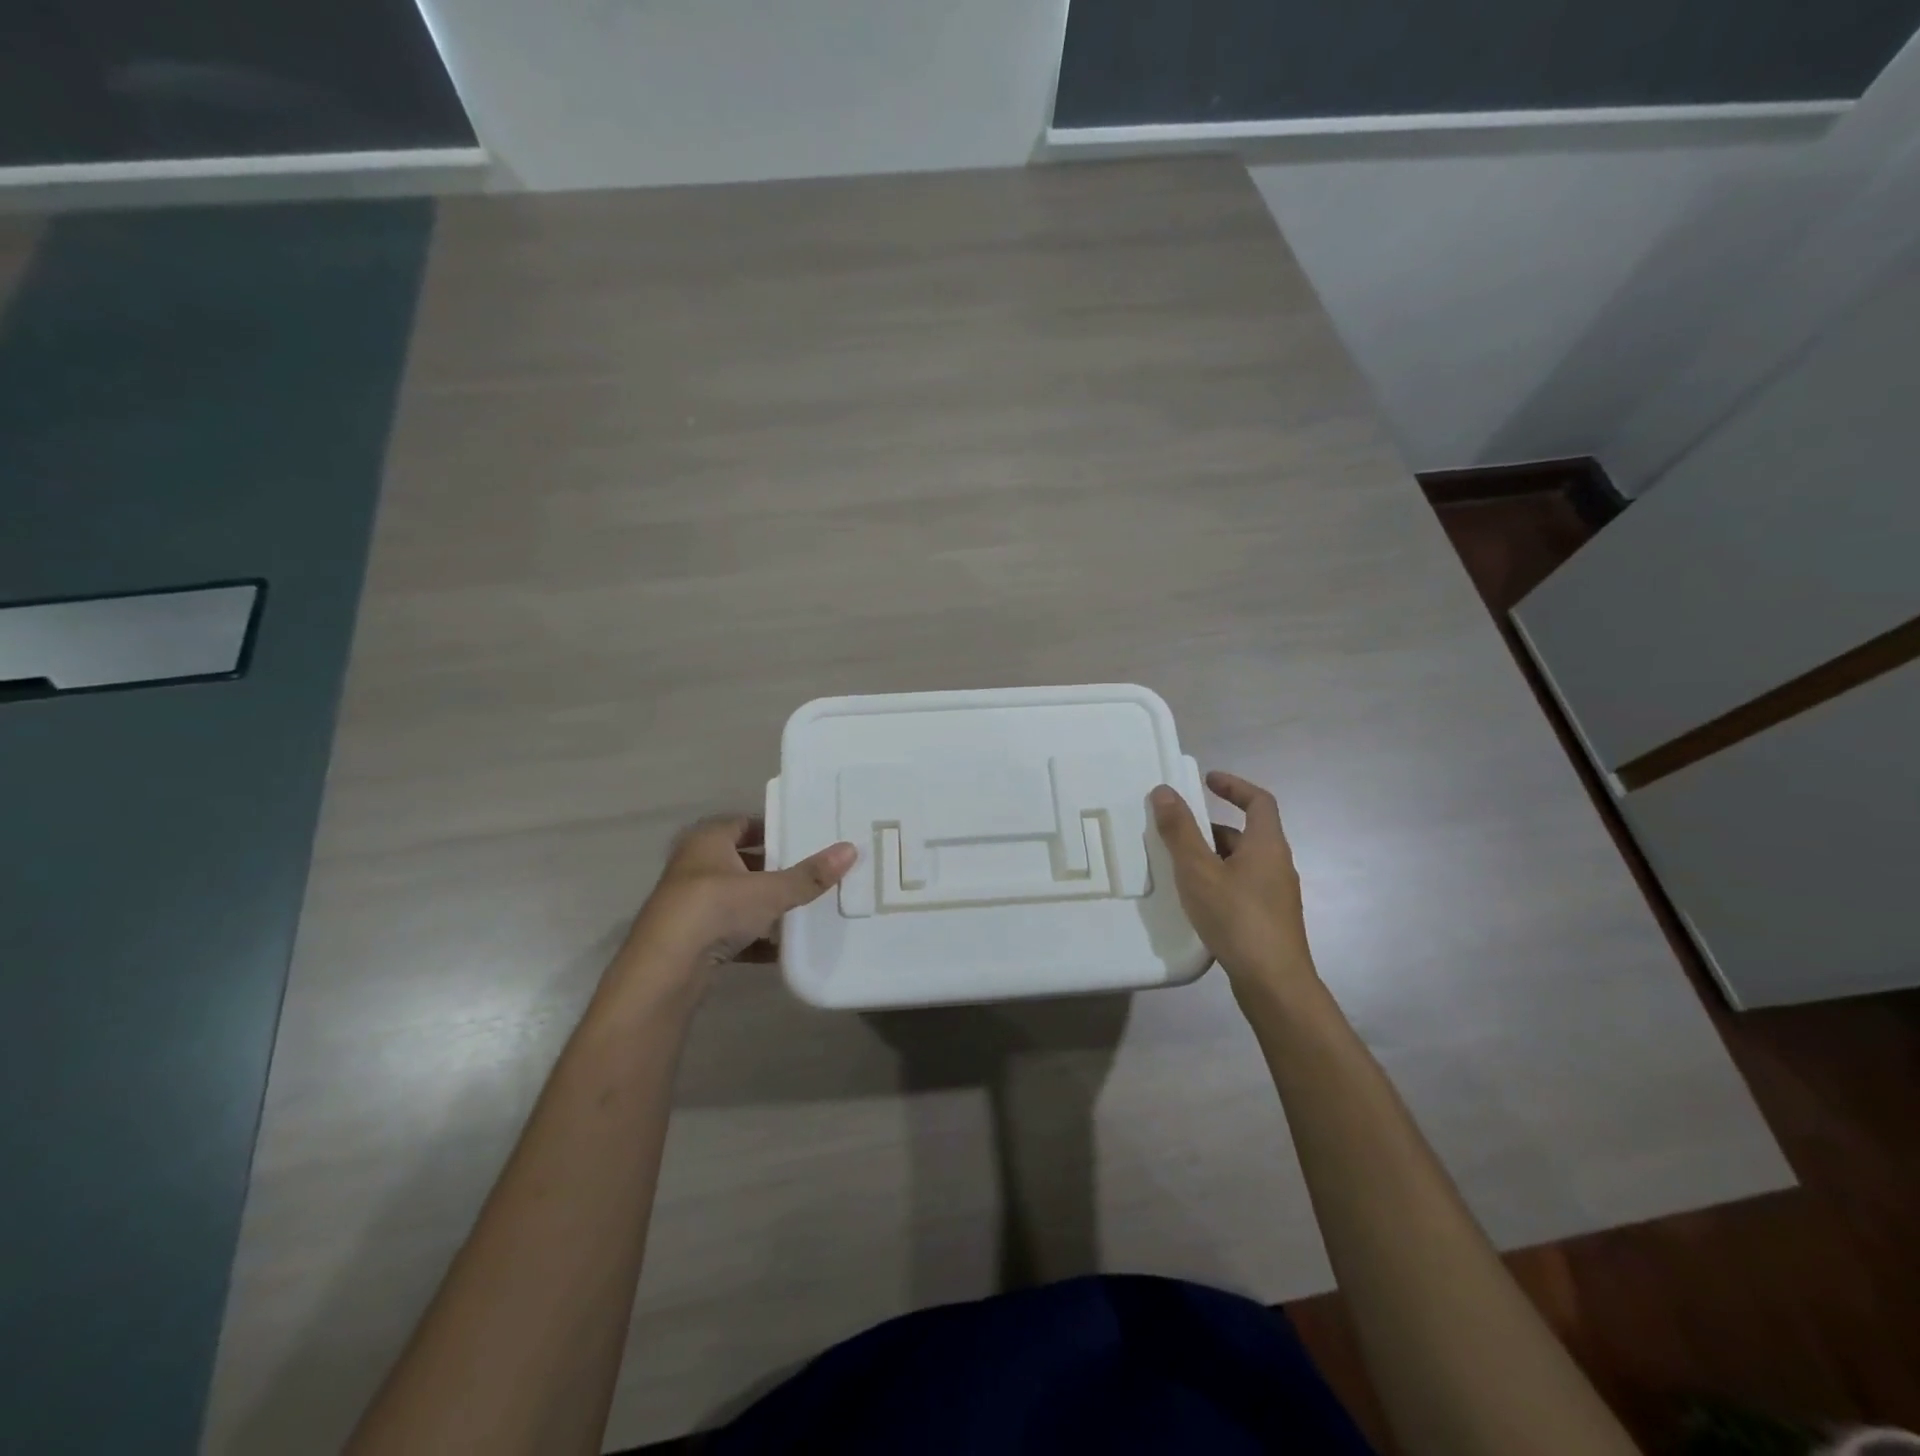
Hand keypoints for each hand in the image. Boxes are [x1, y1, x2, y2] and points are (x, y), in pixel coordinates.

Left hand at [619, 816, 855, 978]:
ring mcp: (690, 904)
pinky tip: (781, 948)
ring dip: (763, 905)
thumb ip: (809, 875)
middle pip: (742, 861)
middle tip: (810, 872)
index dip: (773, 828)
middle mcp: (694, 866)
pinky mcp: (691, 938)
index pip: (744, 823)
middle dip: (773, 868)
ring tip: (802, 907)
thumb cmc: (714, 909)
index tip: (804, 837)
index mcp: (707, 841)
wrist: (665, 969)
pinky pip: (730, 931)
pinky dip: (753, 937)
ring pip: (736, 897)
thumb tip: (851, 849)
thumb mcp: (769, 891)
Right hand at [1150, 771, 1316, 996]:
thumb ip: (1180, 830)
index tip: (1207, 781)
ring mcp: (1276, 895)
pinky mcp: (1269, 920)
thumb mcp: (1198, 870)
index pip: (1259, 801)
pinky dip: (1218, 881)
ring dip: (1213, 857)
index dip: (1234, 786)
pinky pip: (1241, 886)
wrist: (1273, 983)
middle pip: (1246, 833)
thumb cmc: (1236, 918)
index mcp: (1267, 845)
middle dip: (1211, 827)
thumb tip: (1164, 791)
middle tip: (1177, 831)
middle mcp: (1277, 865)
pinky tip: (1196, 900)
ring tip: (1178, 867)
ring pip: (1242, 863)